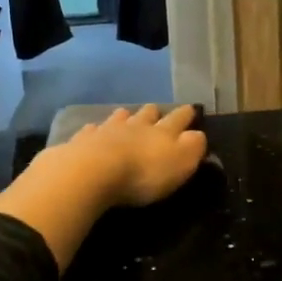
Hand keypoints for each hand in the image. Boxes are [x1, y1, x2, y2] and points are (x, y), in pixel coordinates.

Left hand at [63, 103, 208, 207]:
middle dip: (154, 112)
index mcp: (162, 131)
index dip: (186, 113)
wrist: (92, 171)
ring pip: (119, 117)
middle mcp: (135, 125)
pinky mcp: (82, 141)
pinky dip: (95, 130)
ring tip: (126, 115)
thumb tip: (198, 135)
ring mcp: (107, 130)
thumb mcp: (181, 163)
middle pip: (147, 113)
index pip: (179, 118)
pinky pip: (91, 130)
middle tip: (156, 111)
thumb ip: (193, 147)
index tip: (191, 108)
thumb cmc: (144, 172)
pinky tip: (93, 131)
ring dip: (125, 116)